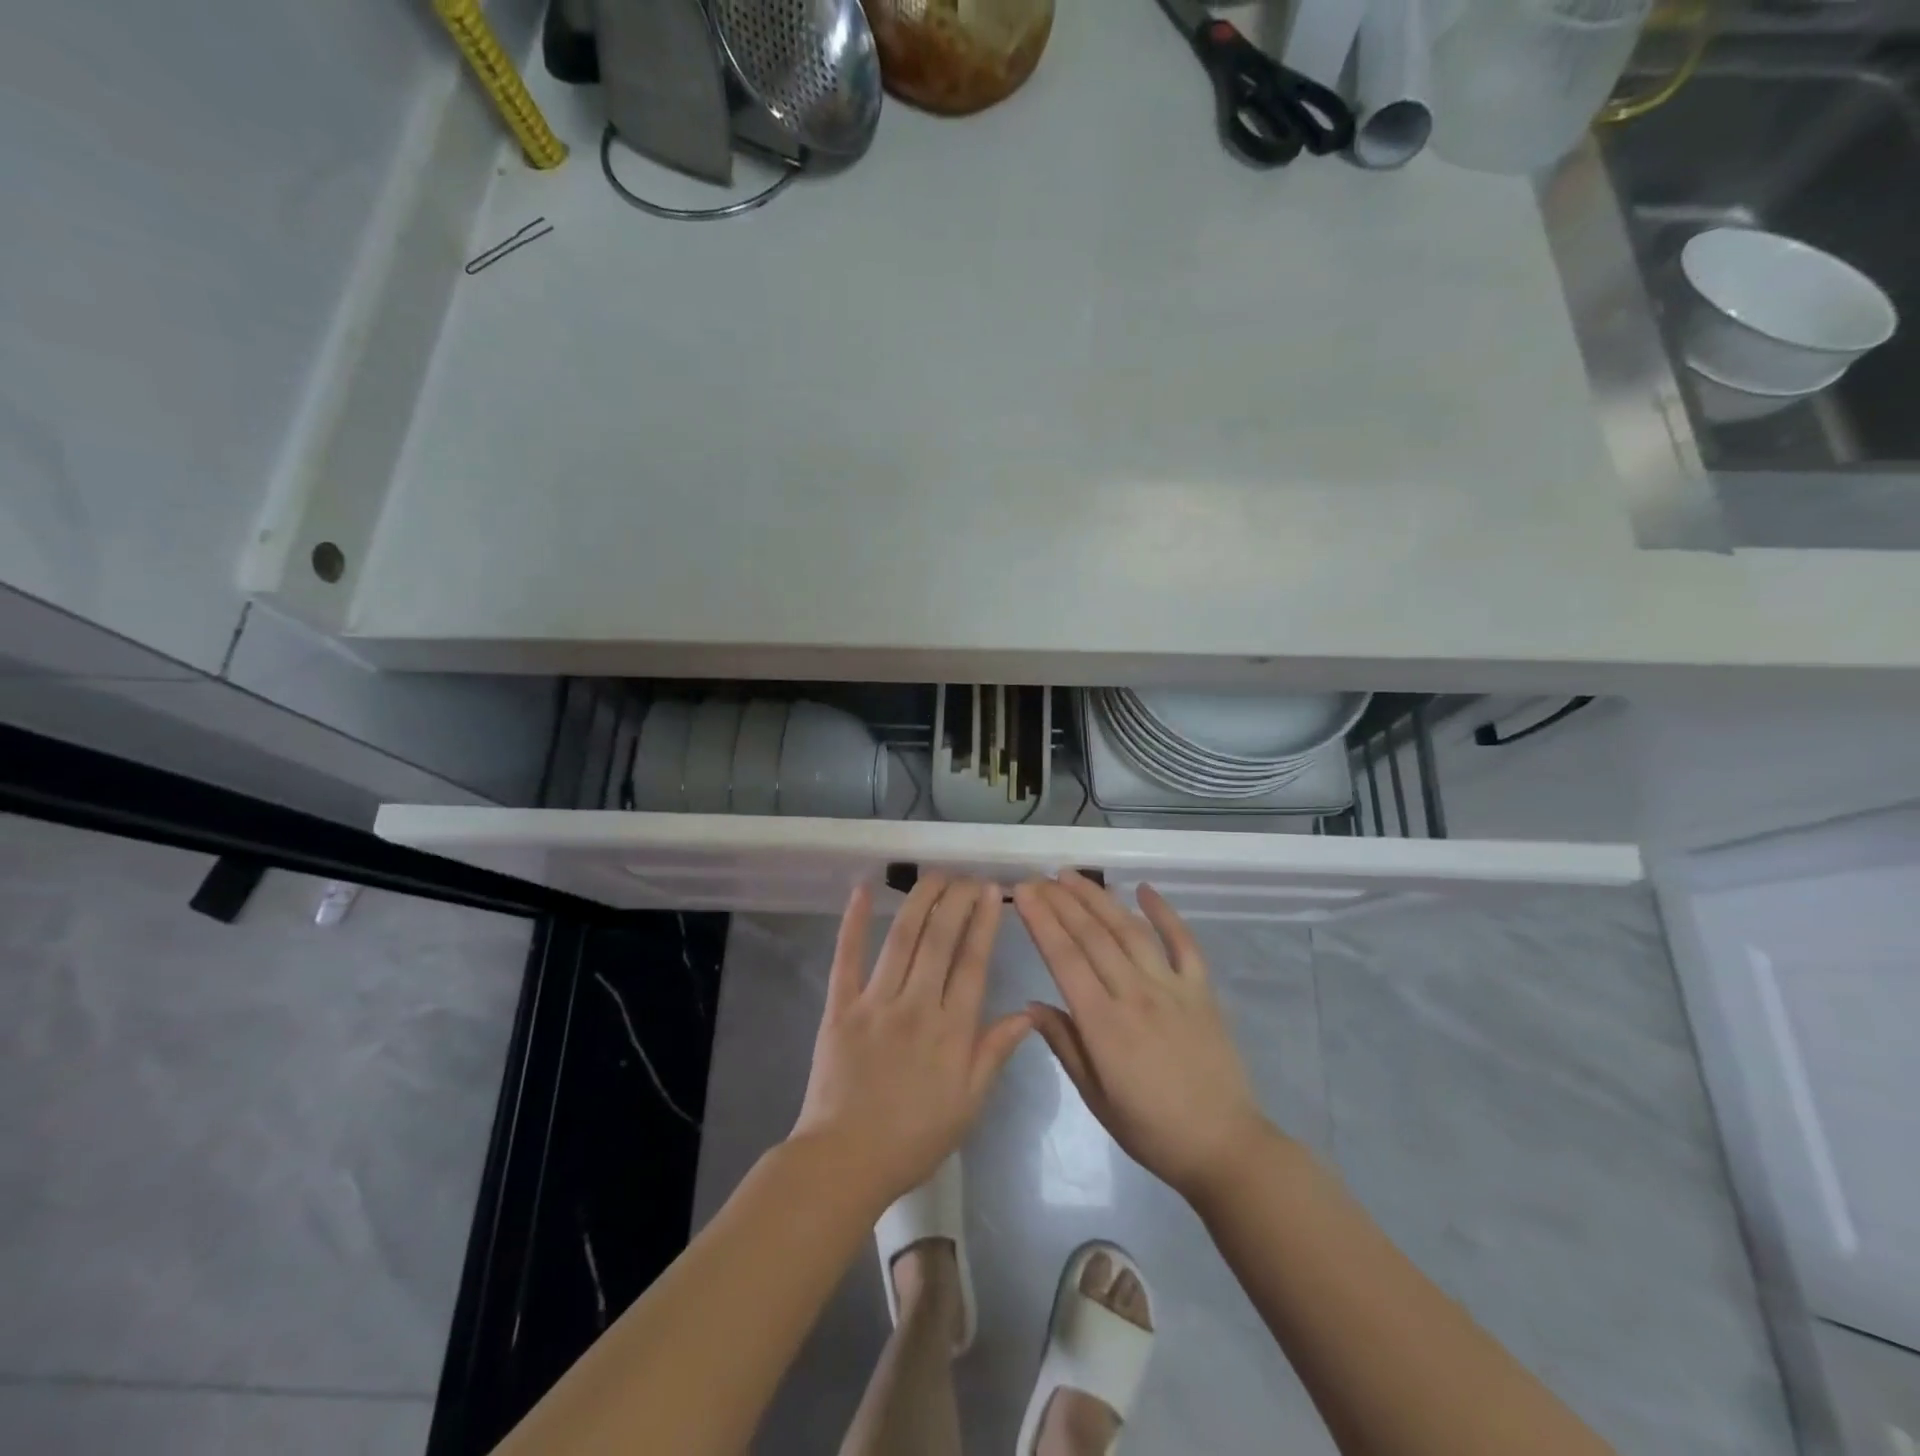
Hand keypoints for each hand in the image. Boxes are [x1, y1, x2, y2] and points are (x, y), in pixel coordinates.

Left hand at [791, 875, 1032, 1207]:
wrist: (845, 1161)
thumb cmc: (914, 1138)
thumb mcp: (968, 1104)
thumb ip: (995, 1053)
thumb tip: (1028, 1013)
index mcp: (951, 1030)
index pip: (973, 962)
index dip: (983, 922)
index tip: (992, 891)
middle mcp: (916, 1005)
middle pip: (940, 939)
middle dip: (957, 900)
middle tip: (968, 876)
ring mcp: (875, 1002)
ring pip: (901, 938)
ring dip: (920, 900)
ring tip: (935, 874)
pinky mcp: (839, 1007)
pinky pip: (846, 958)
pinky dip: (853, 921)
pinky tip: (862, 888)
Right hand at [1013, 871, 1271, 1202]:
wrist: (1223, 1146)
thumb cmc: (1151, 1130)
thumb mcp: (1095, 1097)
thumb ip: (1064, 1044)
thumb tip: (1031, 1004)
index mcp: (1104, 1024)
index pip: (1065, 959)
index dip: (1042, 921)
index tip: (1022, 893)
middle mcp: (1136, 994)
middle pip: (1092, 936)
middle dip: (1061, 901)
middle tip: (1038, 878)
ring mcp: (1173, 987)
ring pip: (1129, 930)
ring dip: (1099, 898)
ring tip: (1072, 876)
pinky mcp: (1201, 990)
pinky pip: (1183, 942)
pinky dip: (1164, 912)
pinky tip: (1144, 889)